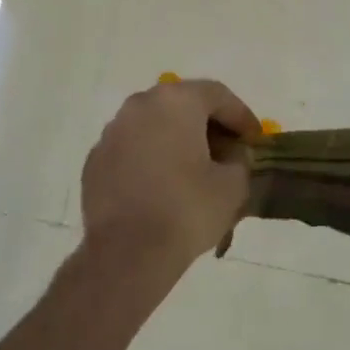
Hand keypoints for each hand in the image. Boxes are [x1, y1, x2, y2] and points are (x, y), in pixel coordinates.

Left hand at [80, 78, 260, 279]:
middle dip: (208, 126)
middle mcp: (140, 105)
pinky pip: (132, 150)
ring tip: (194, 170)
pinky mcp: (95, 161)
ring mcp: (112, 132)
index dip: (242, 116)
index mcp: (176, 101)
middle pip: (183, 105)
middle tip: (227, 152)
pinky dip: (150, 159)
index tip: (255, 140)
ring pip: (154, 126)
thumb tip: (233, 156)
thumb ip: (240, 160)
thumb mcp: (233, 185)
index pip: (218, 95)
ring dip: (177, 141)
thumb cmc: (186, 209)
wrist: (126, 253)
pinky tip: (162, 187)